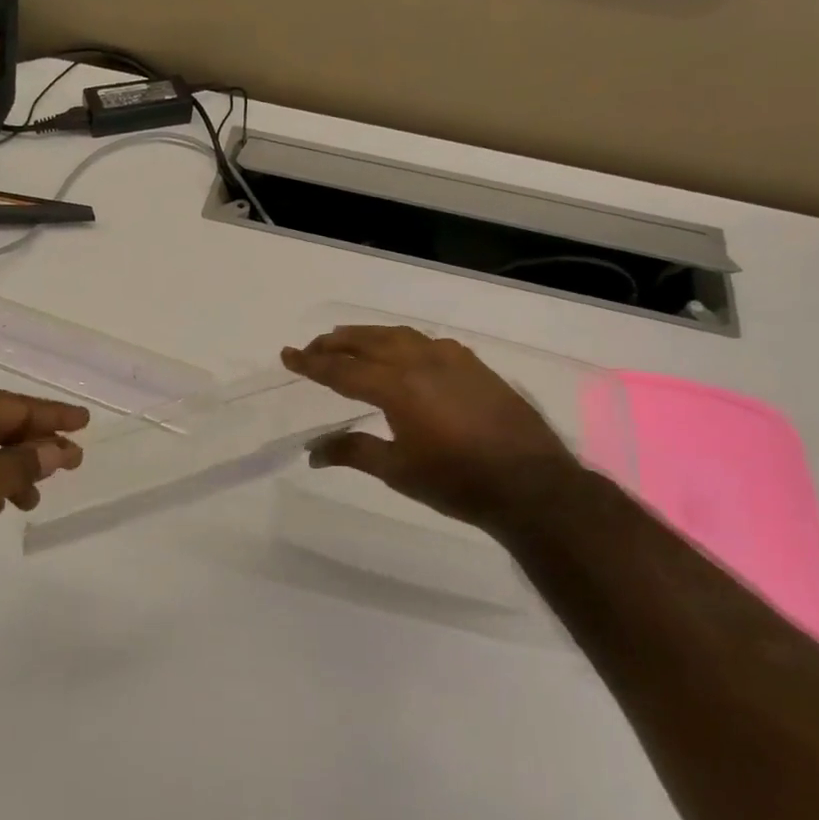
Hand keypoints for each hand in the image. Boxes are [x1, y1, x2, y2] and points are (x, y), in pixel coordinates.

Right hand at [281, 325, 575, 532]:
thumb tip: (313, 452)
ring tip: (348, 340)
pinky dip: (403, 342)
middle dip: (335, 343)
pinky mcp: (474, 365)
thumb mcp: (398, 471)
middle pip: (368, 342)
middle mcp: (421, 362)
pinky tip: (403, 352)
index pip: (342, 369)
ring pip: (399, 336)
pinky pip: (428, 342)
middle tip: (312, 347)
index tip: (287, 355)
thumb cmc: (457, 482)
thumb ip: (354, 452)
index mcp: (397, 387)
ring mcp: (452, 359)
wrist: (531, 484)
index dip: (311, 363)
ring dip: (368, 336)